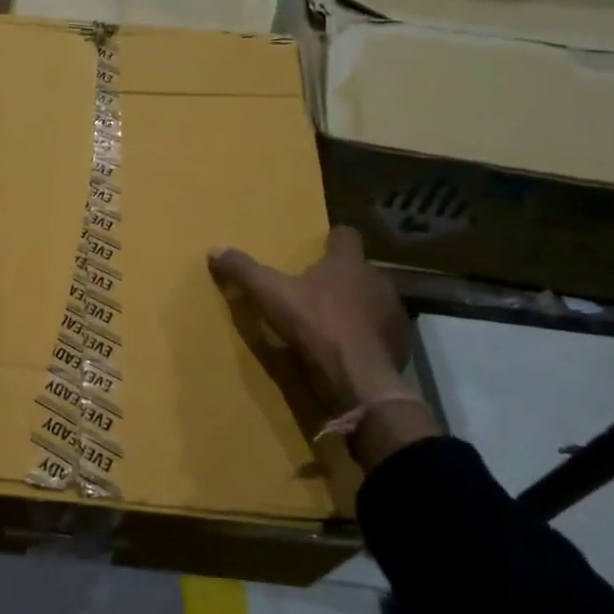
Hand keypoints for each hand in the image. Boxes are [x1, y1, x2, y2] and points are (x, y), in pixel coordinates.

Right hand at [208, 227, 435, 469]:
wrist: (359, 377)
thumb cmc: (316, 324)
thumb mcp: (270, 295)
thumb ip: (244, 271)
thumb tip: (215, 249)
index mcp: (348, 263)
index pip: (346, 236)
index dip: (333, 239)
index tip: (321, 246)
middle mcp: (377, 280)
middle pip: (359, 269)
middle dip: (342, 277)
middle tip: (317, 289)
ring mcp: (393, 312)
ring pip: (374, 300)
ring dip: (358, 306)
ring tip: (333, 321)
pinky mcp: (399, 342)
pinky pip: (381, 331)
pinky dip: (366, 335)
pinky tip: (348, 348)